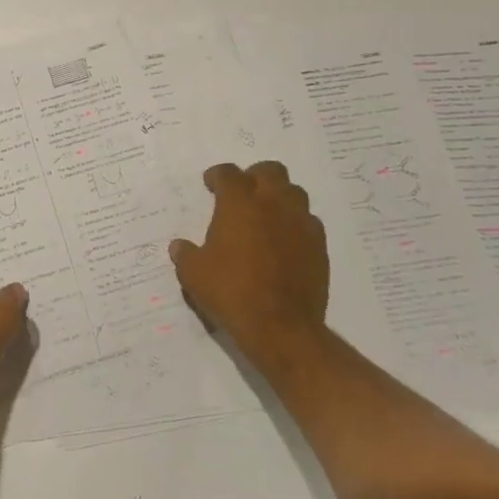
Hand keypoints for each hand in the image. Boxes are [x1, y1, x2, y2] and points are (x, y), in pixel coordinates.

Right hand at [169, 161, 328, 356]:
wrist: (281, 327)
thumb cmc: (231, 292)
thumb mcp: (194, 274)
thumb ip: (185, 254)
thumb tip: (179, 247)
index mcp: (239, 203)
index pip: (228, 173)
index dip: (217, 176)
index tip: (211, 184)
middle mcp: (273, 203)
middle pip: (269, 170)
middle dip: (254, 176)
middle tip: (243, 194)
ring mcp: (300, 223)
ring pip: (294, 192)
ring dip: (279, 196)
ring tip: (266, 215)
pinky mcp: (319, 245)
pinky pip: (309, 221)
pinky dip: (296, 224)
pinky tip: (286, 241)